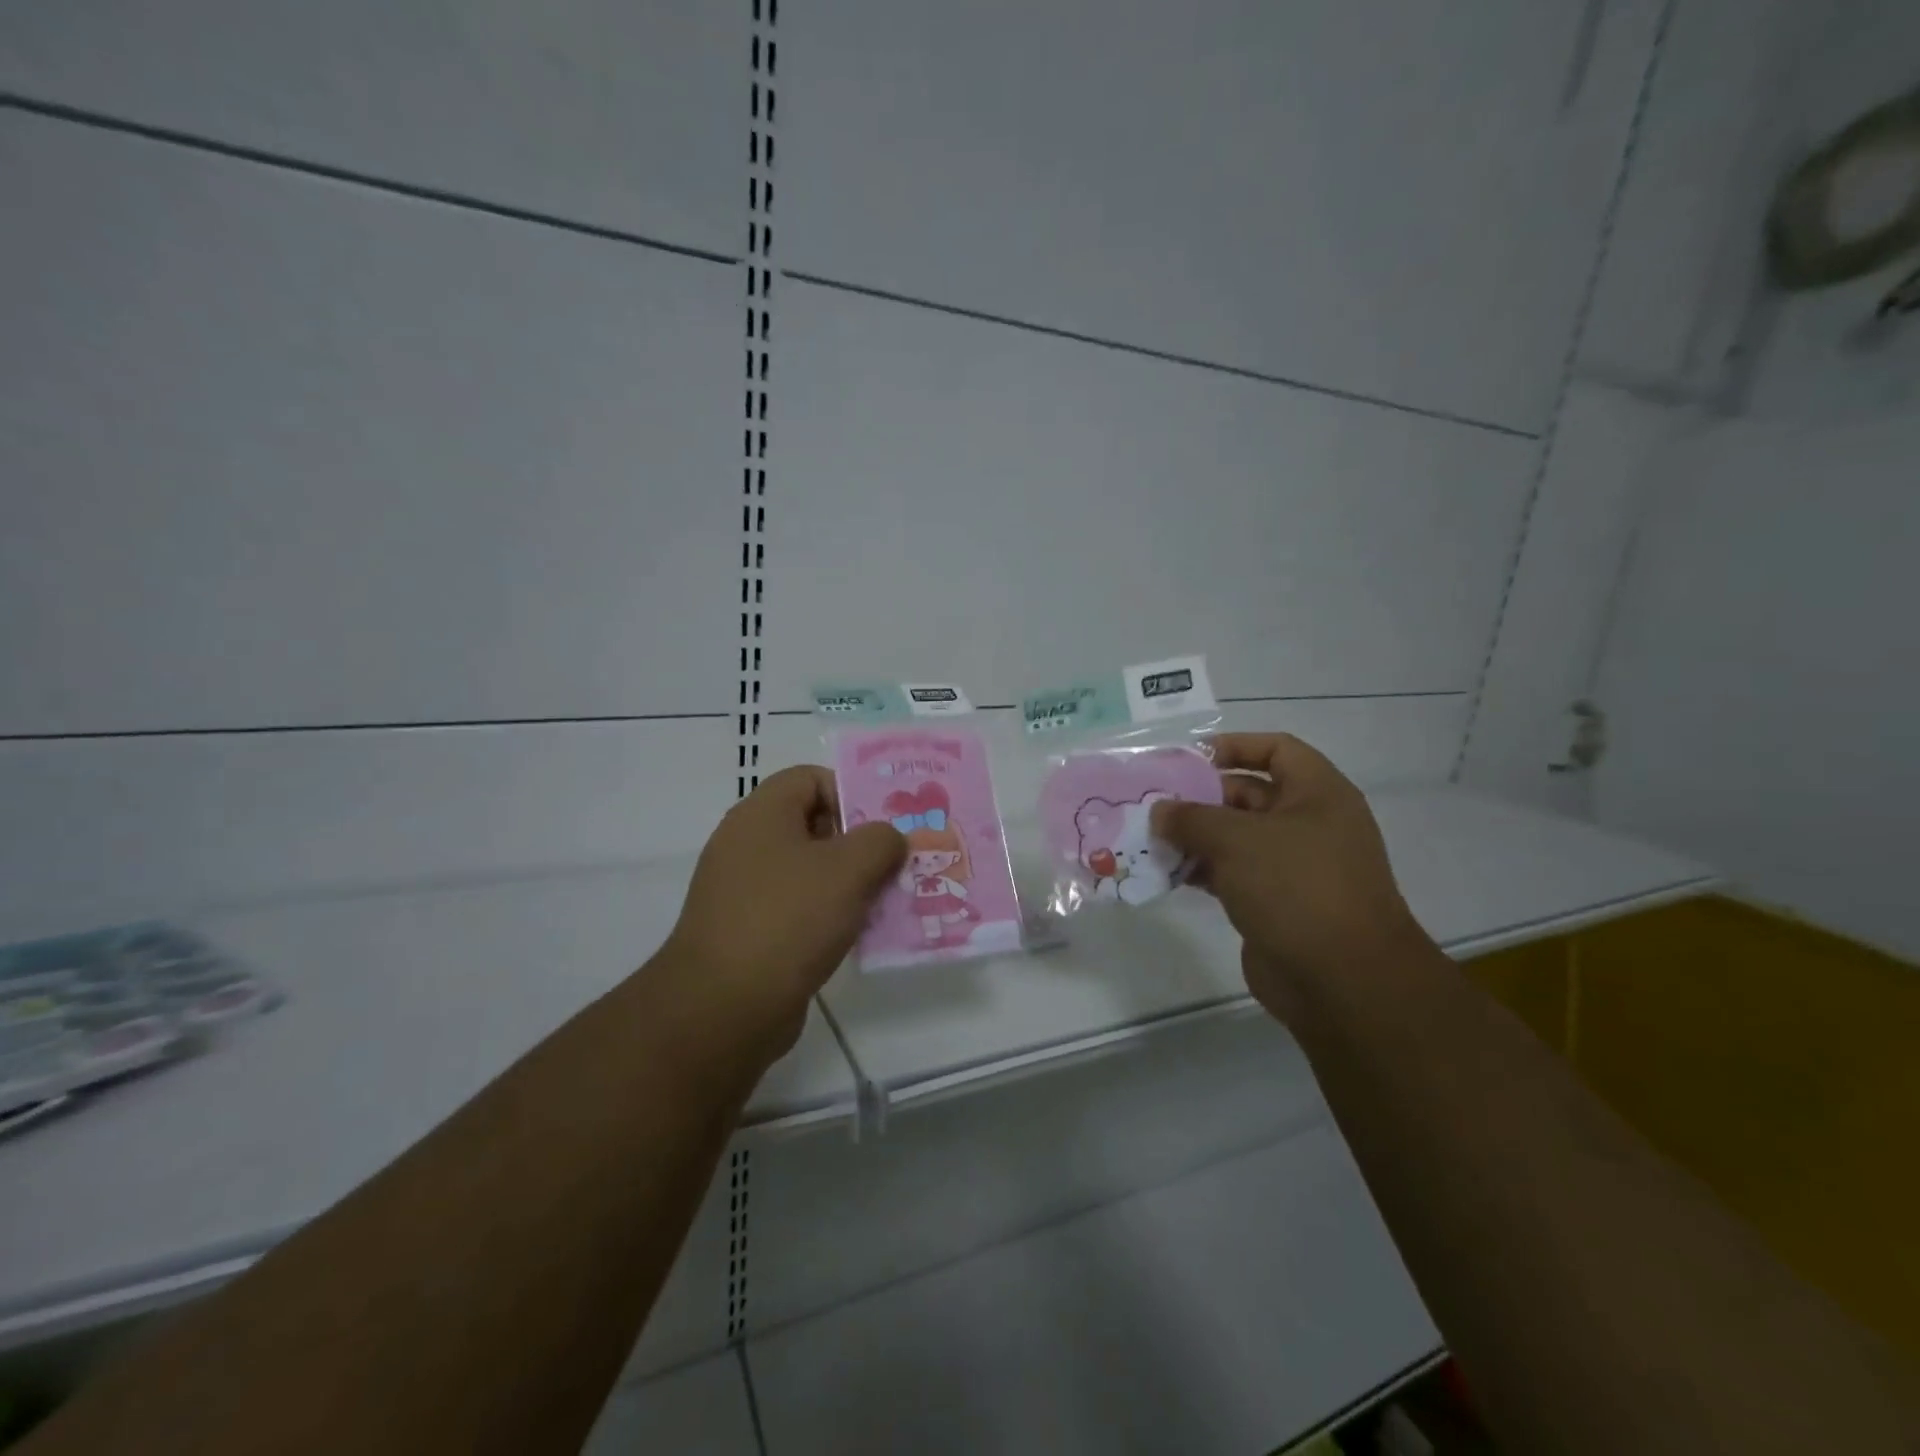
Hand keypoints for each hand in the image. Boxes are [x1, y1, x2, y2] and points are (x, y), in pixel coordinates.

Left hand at [662, 766, 904, 1064]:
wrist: (723, 1008)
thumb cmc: (788, 919)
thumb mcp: (849, 869)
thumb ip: (881, 840)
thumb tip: (889, 839)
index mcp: (762, 814)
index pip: (811, 778)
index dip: (851, 793)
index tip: (884, 826)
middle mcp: (747, 845)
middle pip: (813, 825)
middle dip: (860, 843)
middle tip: (896, 864)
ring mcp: (744, 891)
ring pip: (809, 871)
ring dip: (850, 884)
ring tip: (887, 902)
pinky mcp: (748, 932)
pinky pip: (798, 909)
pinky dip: (829, 916)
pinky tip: (858, 936)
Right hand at [1151, 734, 1428, 1021]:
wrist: (1342, 981)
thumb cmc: (1296, 888)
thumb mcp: (1237, 840)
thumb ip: (1191, 818)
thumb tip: (1160, 811)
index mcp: (1317, 794)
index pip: (1276, 749)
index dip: (1234, 746)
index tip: (1188, 758)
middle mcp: (1309, 824)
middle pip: (1249, 794)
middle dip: (1201, 797)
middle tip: (1153, 803)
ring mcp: (1294, 867)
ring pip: (1236, 838)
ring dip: (1195, 837)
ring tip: (1150, 838)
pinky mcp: (1276, 903)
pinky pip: (1233, 874)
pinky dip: (1202, 870)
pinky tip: (1167, 873)